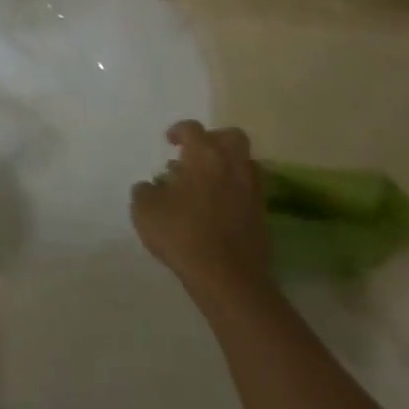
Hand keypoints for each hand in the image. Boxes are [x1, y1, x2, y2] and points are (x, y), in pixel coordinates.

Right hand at [131, 120, 272, 313]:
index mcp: (204, 155)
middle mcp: (232, 166)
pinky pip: (249, 192)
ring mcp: (252, 192)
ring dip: (228, 166)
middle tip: (197, 154)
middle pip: (232, 137)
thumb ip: (144, 190)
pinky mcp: (263, 218)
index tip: (169, 142)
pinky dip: (236, 192)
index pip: (193, 129)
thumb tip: (151, 187)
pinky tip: (217, 209)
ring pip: (246, 164)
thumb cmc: (183, 234)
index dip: (179, 131)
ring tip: (207, 183)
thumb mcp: (145, 210)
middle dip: (214, 139)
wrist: (229, 280)